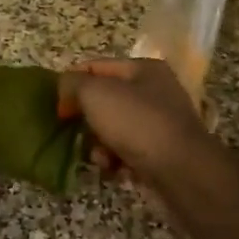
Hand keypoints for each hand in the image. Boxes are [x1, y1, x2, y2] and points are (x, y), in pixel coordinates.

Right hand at [60, 59, 219, 186]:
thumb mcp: (96, 93)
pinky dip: (117, 160)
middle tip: (74, 133)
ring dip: (100, 144)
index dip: (72, 83)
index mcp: (144, 69)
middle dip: (87, 119)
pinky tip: (114, 170)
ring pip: (114, 129)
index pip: (97, 67)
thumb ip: (73, 84)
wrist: (181, 171)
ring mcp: (161, 124)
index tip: (57, 107)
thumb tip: (65, 89)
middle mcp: (156, 92)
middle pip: (106, 100)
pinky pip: (128, 152)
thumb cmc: (136, 123)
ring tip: (100, 157)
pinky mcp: (162, 153)